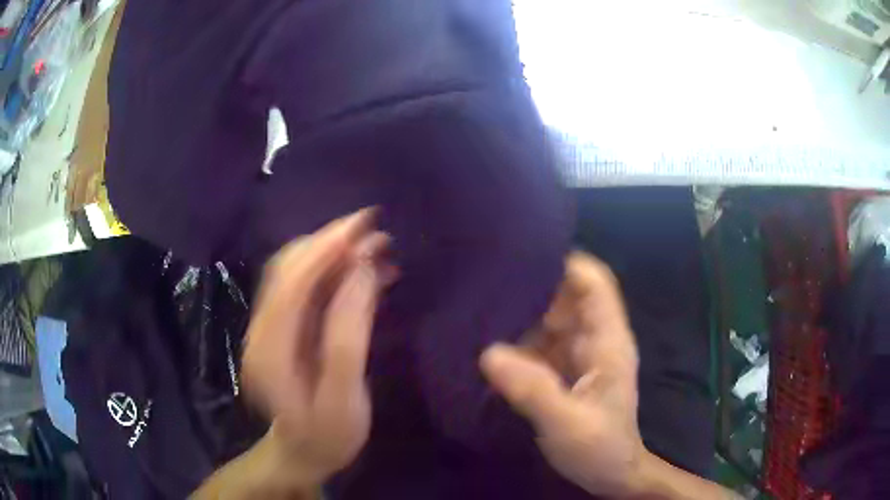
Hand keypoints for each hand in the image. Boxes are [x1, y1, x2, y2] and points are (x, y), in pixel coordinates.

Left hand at [241, 208, 395, 485]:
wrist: (302, 455)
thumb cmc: (326, 437)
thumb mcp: (344, 399)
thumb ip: (348, 337)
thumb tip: (361, 273)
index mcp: (269, 349)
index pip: (293, 281)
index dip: (325, 247)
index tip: (364, 223)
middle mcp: (262, 329)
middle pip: (290, 269)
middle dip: (331, 242)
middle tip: (376, 232)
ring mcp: (270, 328)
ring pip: (298, 274)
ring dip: (334, 254)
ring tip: (376, 247)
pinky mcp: (284, 330)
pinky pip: (307, 289)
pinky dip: (334, 273)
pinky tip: (363, 272)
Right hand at [480, 252, 644, 496]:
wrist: (611, 474)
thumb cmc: (599, 448)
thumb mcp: (567, 423)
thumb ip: (532, 390)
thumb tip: (488, 353)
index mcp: (608, 342)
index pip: (595, 284)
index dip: (565, 264)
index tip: (523, 257)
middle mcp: (595, 340)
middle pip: (568, 297)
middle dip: (533, 287)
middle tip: (488, 283)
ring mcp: (579, 355)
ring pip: (551, 320)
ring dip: (522, 315)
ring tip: (481, 308)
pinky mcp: (565, 371)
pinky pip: (541, 344)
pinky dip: (519, 340)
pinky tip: (491, 343)